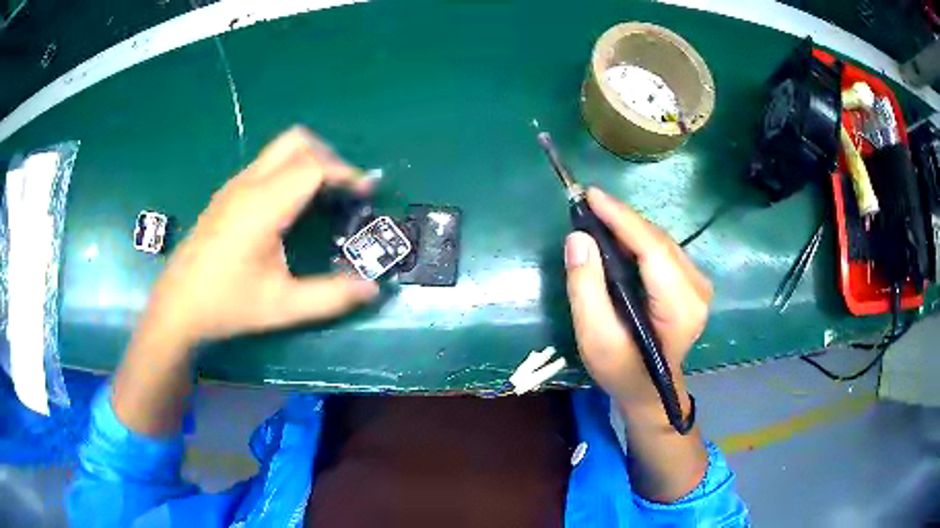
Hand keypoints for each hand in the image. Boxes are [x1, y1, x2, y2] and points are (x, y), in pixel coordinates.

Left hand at [140, 126, 379, 348]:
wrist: (177, 305)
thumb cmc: (227, 305)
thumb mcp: (282, 307)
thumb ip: (330, 297)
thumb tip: (372, 289)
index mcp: (262, 206)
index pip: (312, 166)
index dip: (345, 173)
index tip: (365, 192)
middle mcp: (248, 185)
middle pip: (296, 141)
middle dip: (328, 156)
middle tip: (343, 189)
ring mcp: (234, 186)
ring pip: (279, 149)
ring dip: (308, 161)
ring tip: (323, 196)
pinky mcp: (226, 194)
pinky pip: (266, 164)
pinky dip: (289, 170)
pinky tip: (290, 207)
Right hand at [564, 188, 711, 414]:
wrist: (649, 389)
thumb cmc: (621, 369)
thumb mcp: (595, 338)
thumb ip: (586, 289)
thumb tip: (578, 239)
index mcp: (680, 307)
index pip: (653, 250)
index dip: (622, 218)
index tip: (591, 195)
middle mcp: (697, 289)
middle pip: (658, 241)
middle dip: (622, 219)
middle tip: (586, 206)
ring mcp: (698, 284)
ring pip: (660, 241)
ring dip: (628, 227)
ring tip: (596, 218)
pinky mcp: (692, 282)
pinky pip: (662, 249)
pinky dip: (637, 239)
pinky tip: (616, 237)